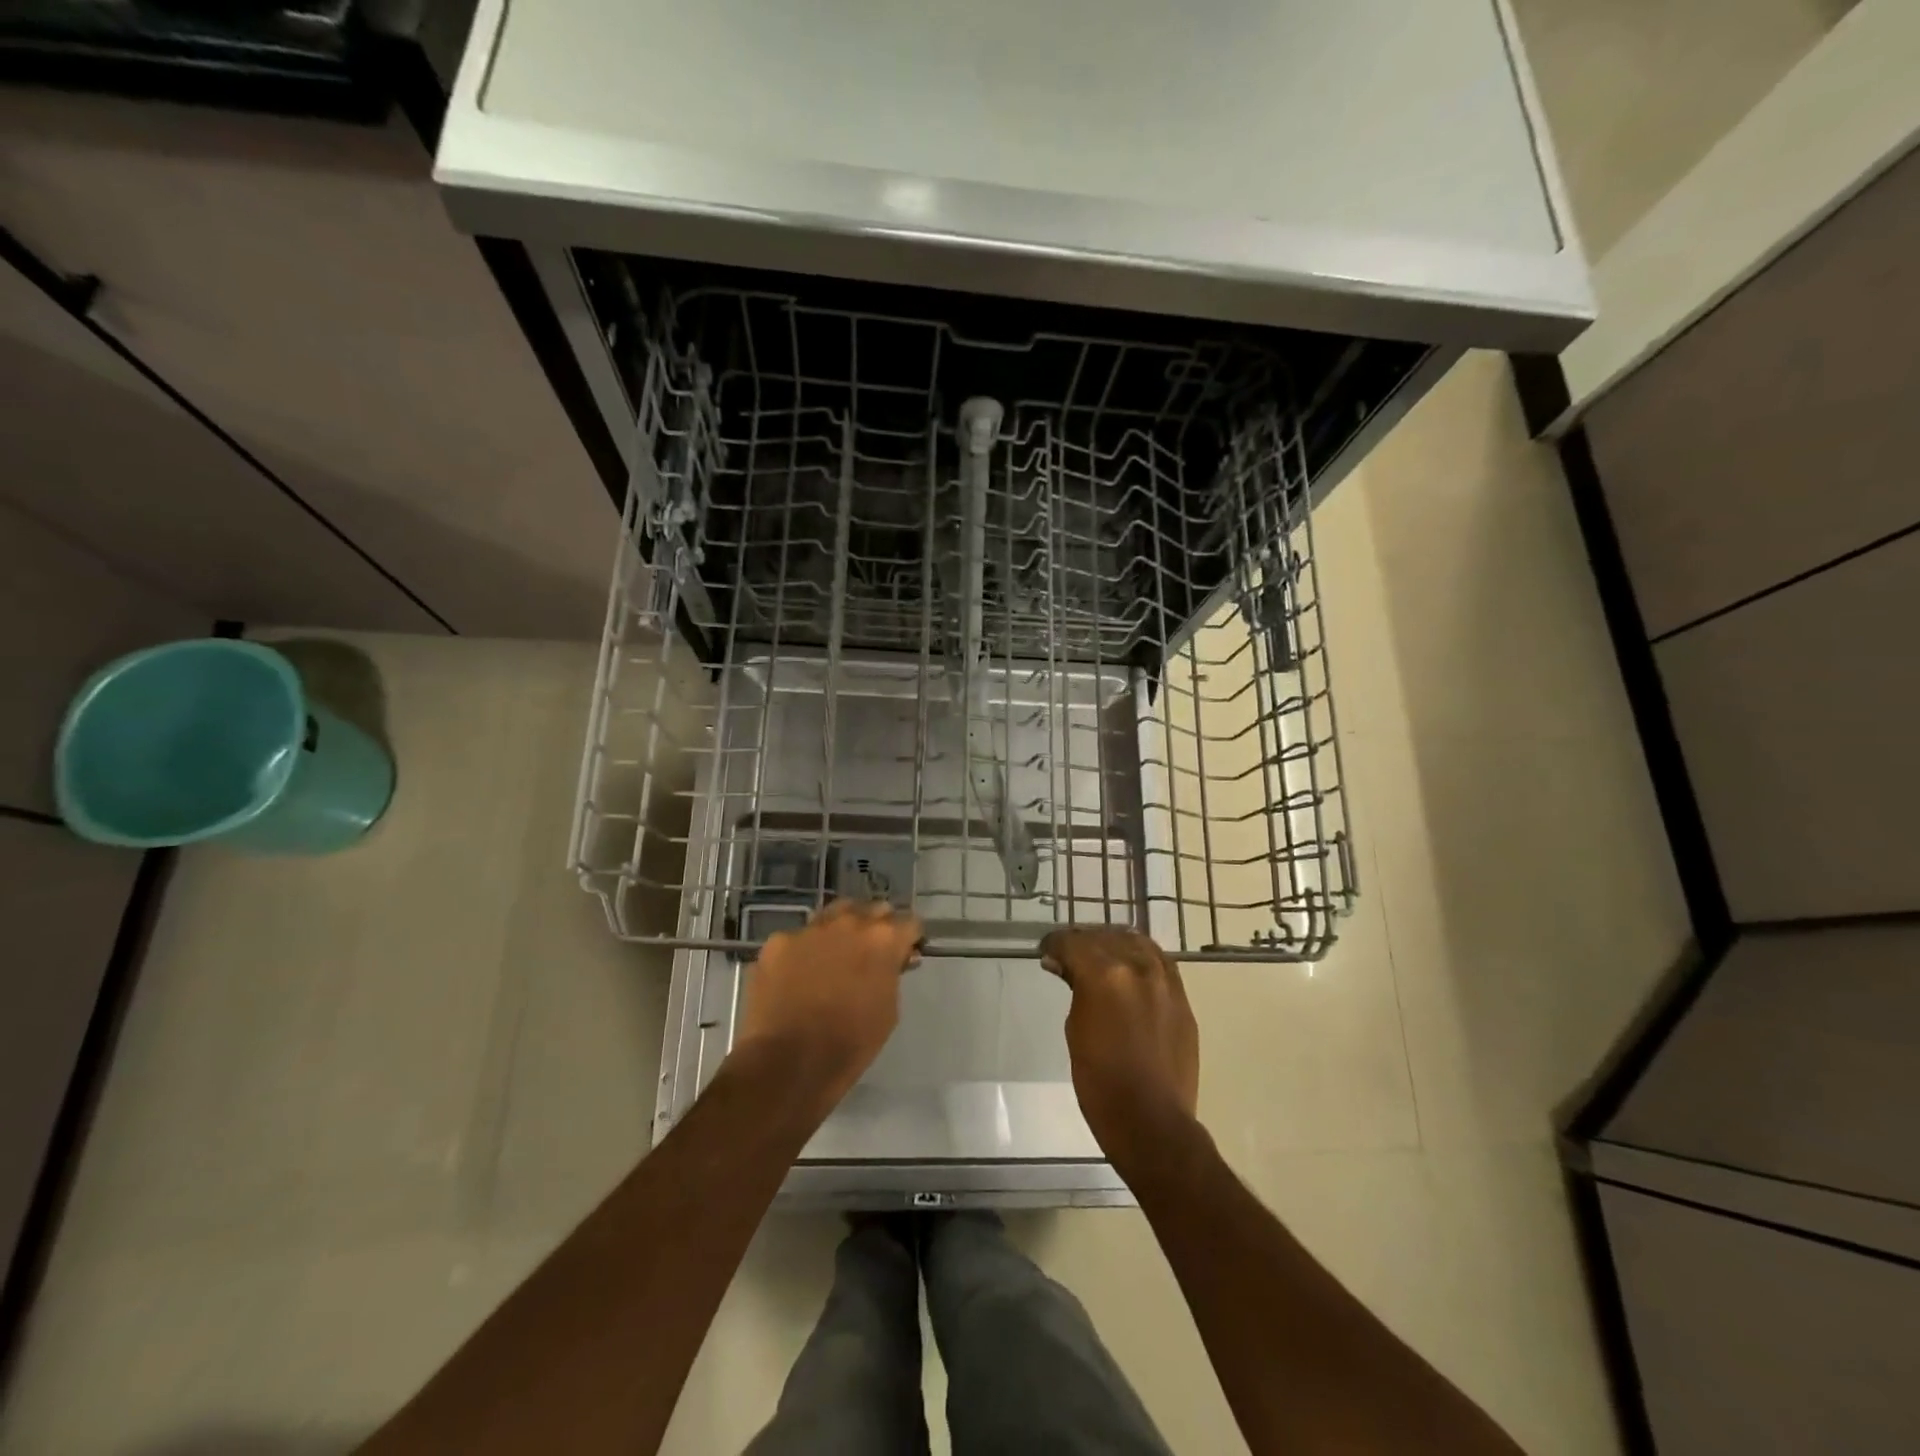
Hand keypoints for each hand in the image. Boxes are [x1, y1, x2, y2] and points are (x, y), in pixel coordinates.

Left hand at [733, 899, 922, 1123]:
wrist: (788, 1063)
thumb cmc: (850, 1044)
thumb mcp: (889, 1010)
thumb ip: (892, 974)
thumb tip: (893, 961)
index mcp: (883, 938)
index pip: (909, 922)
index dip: (909, 939)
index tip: (904, 955)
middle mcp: (848, 922)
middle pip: (872, 910)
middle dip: (877, 927)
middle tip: (871, 955)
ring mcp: (809, 929)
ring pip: (834, 915)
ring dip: (841, 930)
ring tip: (834, 958)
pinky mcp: (777, 942)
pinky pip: (799, 938)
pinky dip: (805, 951)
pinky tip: (798, 976)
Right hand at [1040, 927, 1199, 1174]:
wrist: (1151, 1120)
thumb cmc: (1100, 1082)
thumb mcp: (1075, 1029)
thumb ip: (1075, 989)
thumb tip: (1065, 967)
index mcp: (1106, 975)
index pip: (1073, 942)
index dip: (1055, 945)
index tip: (1046, 953)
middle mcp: (1139, 967)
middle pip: (1106, 937)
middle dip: (1083, 942)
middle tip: (1068, 955)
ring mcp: (1166, 981)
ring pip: (1137, 942)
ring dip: (1114, 945)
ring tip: (1101, 958)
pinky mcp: (1183, 999)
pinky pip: (1160, 964)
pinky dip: (1140, 960)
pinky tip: (1130, 972)